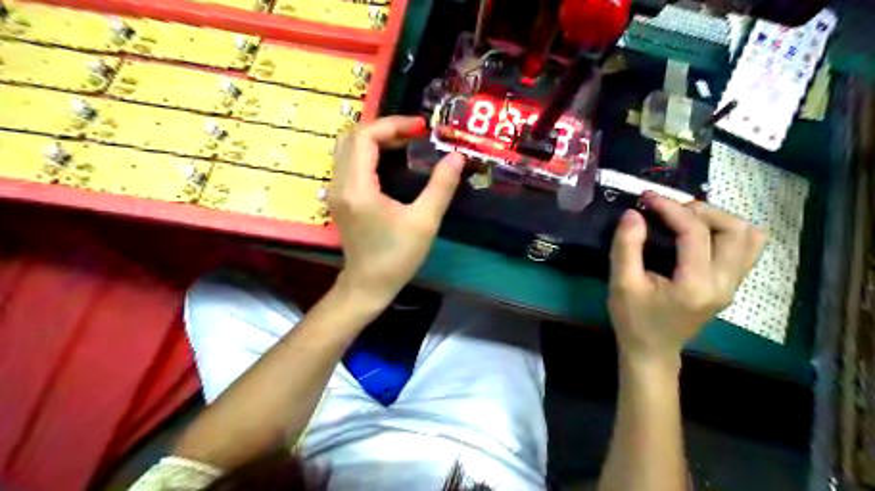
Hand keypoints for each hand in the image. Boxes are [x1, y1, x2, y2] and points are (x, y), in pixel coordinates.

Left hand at [326, 115, 464, 303]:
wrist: (368, 285)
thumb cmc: (396, 257)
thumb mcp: (424, 222)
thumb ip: (441, 187)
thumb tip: (456, 157)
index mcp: (357, 188)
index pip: (365, 137)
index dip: (393, 125)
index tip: (421, 128)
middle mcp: (339, 184)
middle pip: (352, 136)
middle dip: (384, 128)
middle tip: (414, 134)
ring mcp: (335, 190)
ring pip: (347, 147)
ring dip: (375, 139)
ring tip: (406, 143)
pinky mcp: (338, 197)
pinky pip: (349, 161)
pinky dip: (369, 152)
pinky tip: (391, 160)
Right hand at [609, 194, 767, 365]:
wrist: (652, 351)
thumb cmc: (633, 320)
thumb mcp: (621, 284)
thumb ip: (626, 247)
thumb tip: (634, 213)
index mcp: (696, 284)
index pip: (695, 232)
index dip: (671, 209)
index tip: (647, 198)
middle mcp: (724, 283)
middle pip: (734, 228)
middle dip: (699, 209)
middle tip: (668, 209)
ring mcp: (733, 285)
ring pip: (747, 236)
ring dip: (717, 218)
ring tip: (685, 217)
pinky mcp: (731, 285)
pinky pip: (745, 249)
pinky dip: (726, 231)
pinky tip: (699, 233)